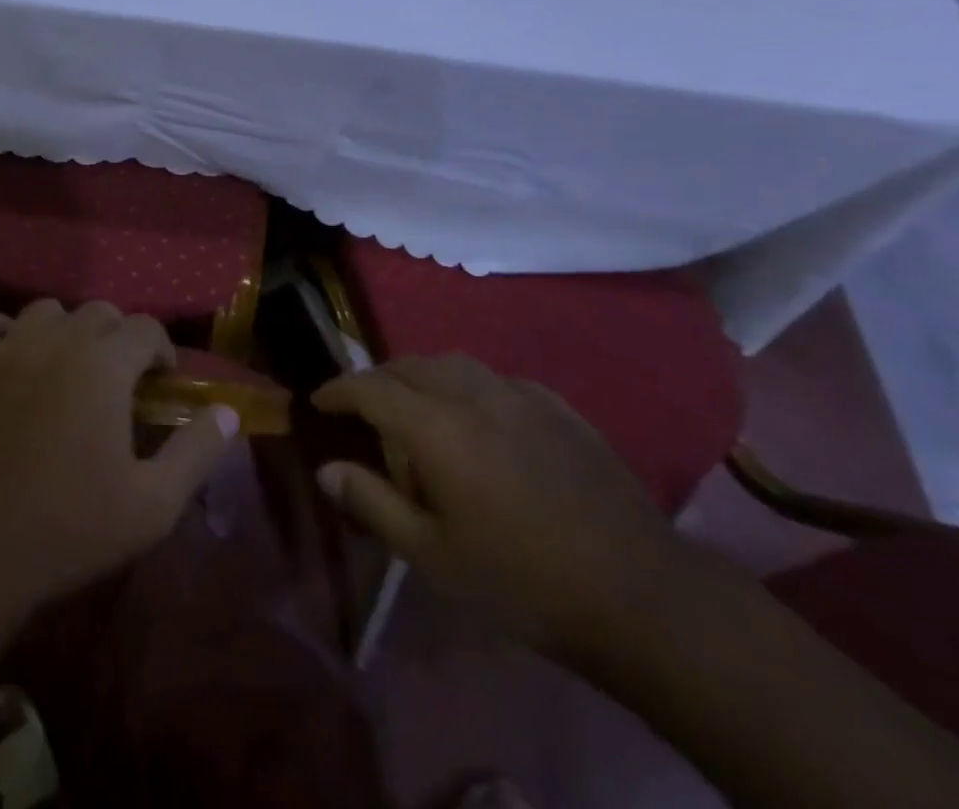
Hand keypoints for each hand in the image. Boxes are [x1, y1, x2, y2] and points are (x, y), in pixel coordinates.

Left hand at [0, 299, 239, 614]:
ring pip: (47, 311)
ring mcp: (6, 349)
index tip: (160, 384)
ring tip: (69, 368)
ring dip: (66, 330)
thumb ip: (198, 451)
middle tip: (119, 381)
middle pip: (100, 312)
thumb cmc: (71, 528)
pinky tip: (11, 359)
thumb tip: (228, 412)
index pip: (147, 328)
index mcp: (105, 364)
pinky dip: (2, 332)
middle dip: (119, 338)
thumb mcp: (154, 504)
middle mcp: (58, 340)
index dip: (161, 351)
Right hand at [313, 355, 696, 665]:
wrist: (639, 595)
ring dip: (422, 374)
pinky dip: (468, 385)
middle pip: (410, 365)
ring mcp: (521, 396)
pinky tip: (478, 416)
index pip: (371, 387)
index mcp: (437, 427)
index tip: (319, 400)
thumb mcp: (434, 556)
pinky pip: (496, 378)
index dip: (339, 389)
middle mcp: (474, 394)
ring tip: (415, 404)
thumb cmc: (522, 581)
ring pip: (454, 363)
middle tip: (363, 407)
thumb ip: (373, 504)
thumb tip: (326, 469)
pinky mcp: (559, 407)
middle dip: (378, 378)